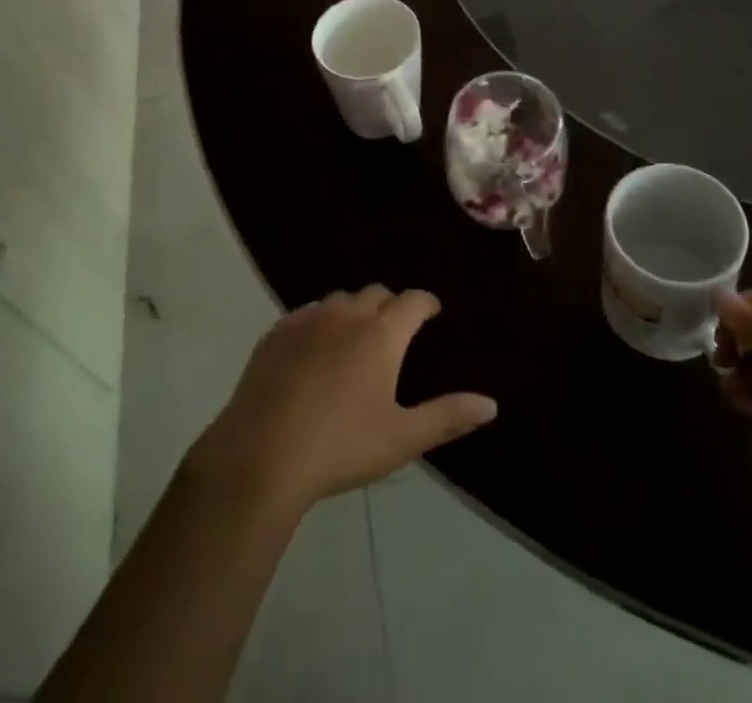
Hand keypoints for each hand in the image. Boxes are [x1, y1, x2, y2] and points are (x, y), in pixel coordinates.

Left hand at [188, 287, 496, 519]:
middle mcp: (347, 314)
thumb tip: (491, 404)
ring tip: (356, 338)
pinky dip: (320, 322)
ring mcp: (308, 319)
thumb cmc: (340, 447)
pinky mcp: (276, 333)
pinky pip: (307, 313)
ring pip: (340, 300)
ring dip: (354, 311)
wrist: (260, 456)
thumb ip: (447, 417)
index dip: (426, 304)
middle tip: (395, 331)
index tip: (431, 313)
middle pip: (377, 293)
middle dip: (391, 306)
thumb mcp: (401, 438)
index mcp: (381, 334)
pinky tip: (315, 350)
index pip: (413, 301)